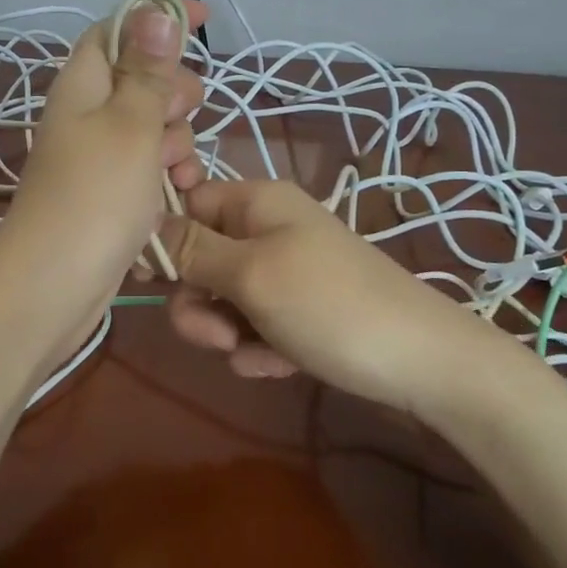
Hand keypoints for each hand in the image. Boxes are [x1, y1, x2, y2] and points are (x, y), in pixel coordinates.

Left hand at [0, 0, 205, 360]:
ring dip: (176, 146)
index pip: (118, 30)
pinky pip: (147, 172)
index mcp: (83, 84)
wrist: (53, 287)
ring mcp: (97, 158)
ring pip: (153, 131)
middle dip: (175, 96)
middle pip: (143, 82)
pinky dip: (164, 181)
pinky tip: (174, 202)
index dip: (158, 19)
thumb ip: (147, 70)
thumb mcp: (131, 125)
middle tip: (181, 116)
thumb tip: (155, 10)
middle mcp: (87, 115)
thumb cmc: (95, 197)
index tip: (205, 18)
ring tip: (177, 176)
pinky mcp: (108, 195)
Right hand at [161, 179, 498, 415]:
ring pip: (223, 299)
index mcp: (256, 202)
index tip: (152, 281)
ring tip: (256, 353)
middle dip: (200, 302)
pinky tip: (281, 364)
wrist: (422, 363)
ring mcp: (285, 272)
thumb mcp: (251, 273)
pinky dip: (259, 348)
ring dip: (228, 332)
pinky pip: (254, 326)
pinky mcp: (298, 312)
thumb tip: (144, 218)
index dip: (165, 241)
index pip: (186, 204)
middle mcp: (267, 230)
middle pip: (200, 259)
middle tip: (219, 335)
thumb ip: (192, 249)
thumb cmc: (329, 305)